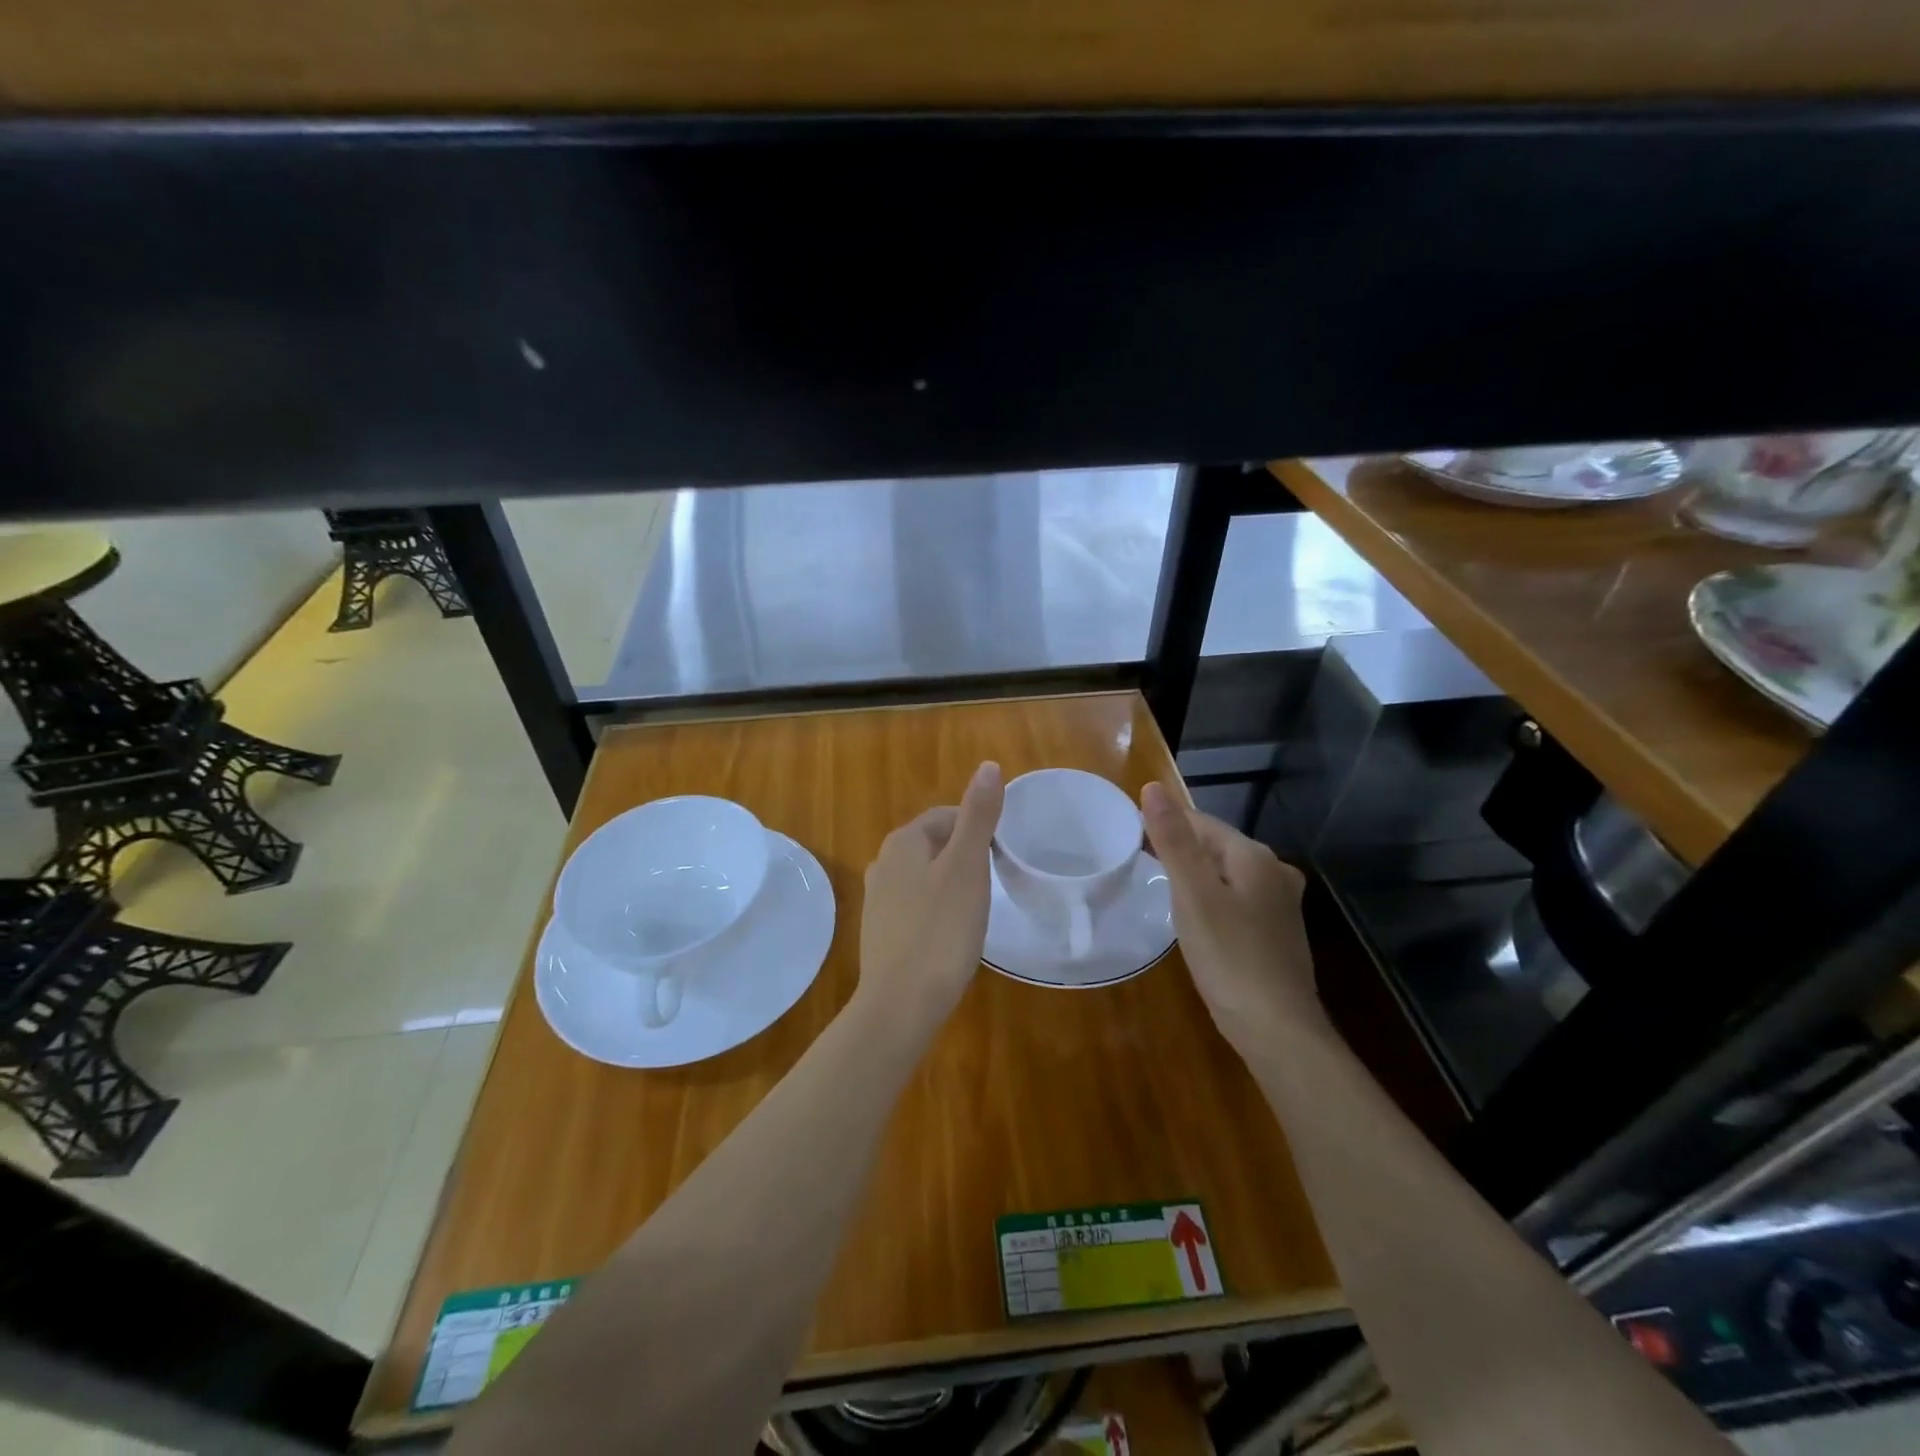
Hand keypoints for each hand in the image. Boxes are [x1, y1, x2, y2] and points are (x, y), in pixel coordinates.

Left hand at [854, 761, 1004, 1042]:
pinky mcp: (880, 931)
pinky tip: (950, 935)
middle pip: (934, 845)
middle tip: (991, 886)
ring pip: (925, 877)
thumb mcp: (968, 866)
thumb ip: (978, 815)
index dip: (977, 831)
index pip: (946, 817)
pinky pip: (915, 906)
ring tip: (975, 910)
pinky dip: (936, 911)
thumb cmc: (941, 929)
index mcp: (903, 841)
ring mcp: (877, 899)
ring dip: (951, 885)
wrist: (901, 1003)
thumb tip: (988, 766)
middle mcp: (883, 863)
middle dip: (964, 857)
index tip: (999, 859)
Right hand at [1141, 781, 1324, 1059]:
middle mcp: (1274, 872)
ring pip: (1226, 874)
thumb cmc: (1229, 956)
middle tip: (1140, 863)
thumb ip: (1174, 840)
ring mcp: (1280, 904)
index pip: (1202, 822)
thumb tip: (1153, 788)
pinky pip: (1235, 899)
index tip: (1131, 836)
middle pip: (1216, 846)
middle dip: (1180, 849)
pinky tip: (1196, 917)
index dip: (1166, 825)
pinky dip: (1211, 899)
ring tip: (1161, 888)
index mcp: (1254, 856)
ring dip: (1195, 876)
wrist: (1276, 1029)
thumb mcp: (1193, 895)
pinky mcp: (1276, 932)